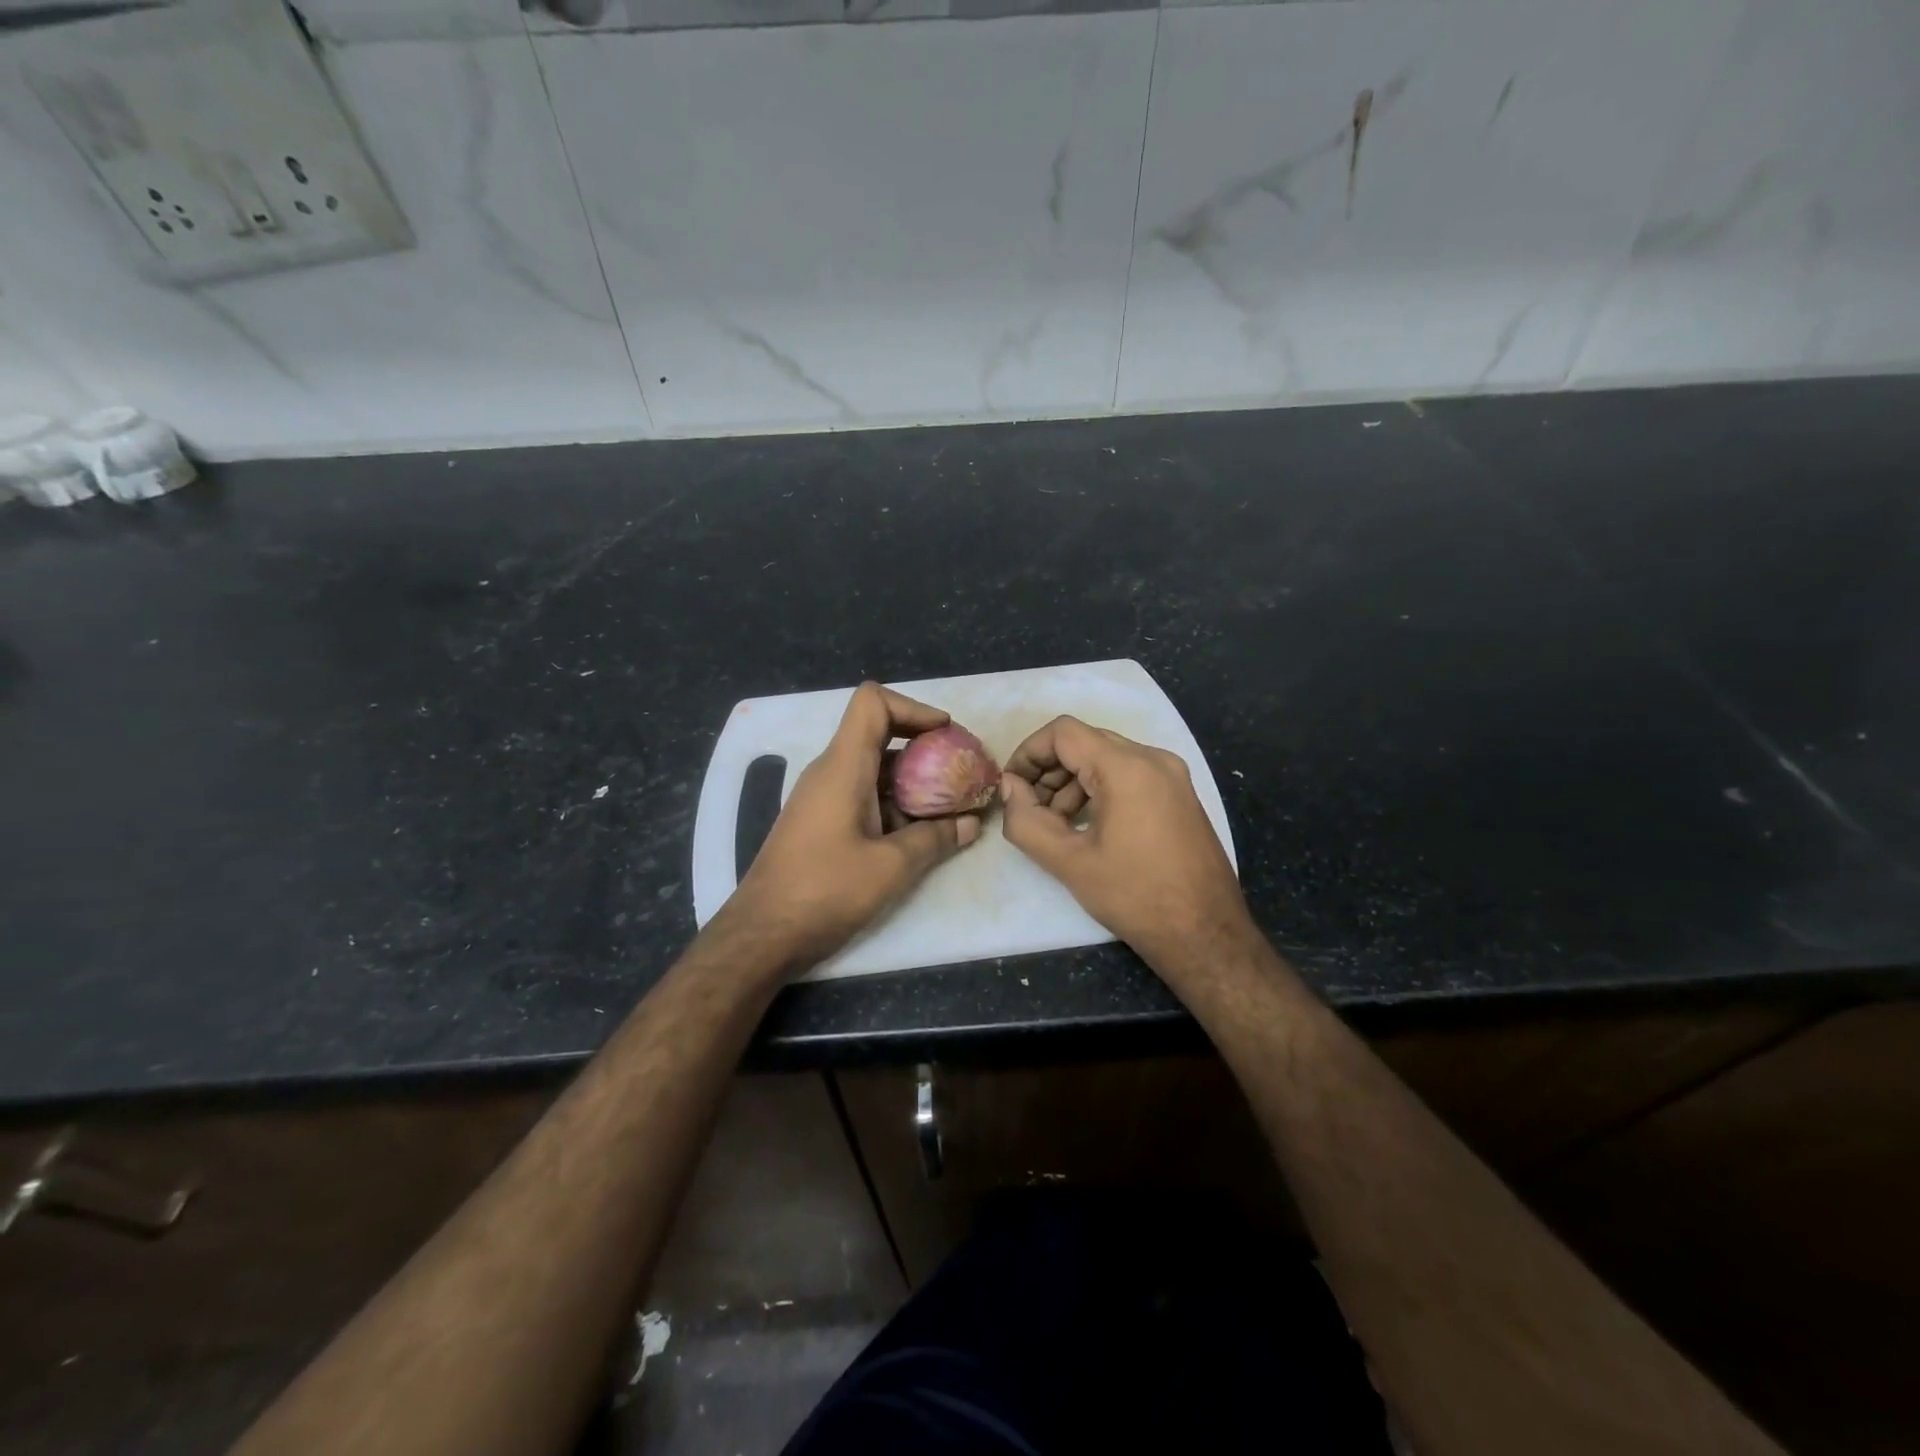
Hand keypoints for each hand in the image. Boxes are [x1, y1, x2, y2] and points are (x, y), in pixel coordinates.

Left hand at [727, 682, 982, 970]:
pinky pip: (864, 794)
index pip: (873, 703)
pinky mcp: (822, 822)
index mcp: (843, 766)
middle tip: (960, 771)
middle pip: (879, 733)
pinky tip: (920, 832)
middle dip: (924, 747)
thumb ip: (934, 839)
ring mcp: (823, 797)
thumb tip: (970, 824)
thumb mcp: (890, 867)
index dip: (914, 708)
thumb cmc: (825, 891)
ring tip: (951, 804)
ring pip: (874, 768)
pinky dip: (895, 802)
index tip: (946, 735)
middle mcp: (830, 772)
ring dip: (913, 779)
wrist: (762, 934)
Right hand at [1000, 716, 1252, 968]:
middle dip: (1049, 770)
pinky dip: (1100, 790)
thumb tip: (1009, 787)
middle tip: (1030, 809)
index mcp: (1127, 768)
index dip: (1028, 753)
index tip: (1011, 786)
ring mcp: (1173, 776)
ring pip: (1107, 758)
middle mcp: (1154, 759)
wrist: (1207, 935)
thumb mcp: (1069, 862)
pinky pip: (1130, 775)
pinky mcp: (1180, 795)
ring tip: (1056, 825)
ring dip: (1073, 782)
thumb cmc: (1135, 897)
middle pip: (1086, 742)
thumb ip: (1027, 820)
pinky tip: (1088, 827)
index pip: (1063, 732)